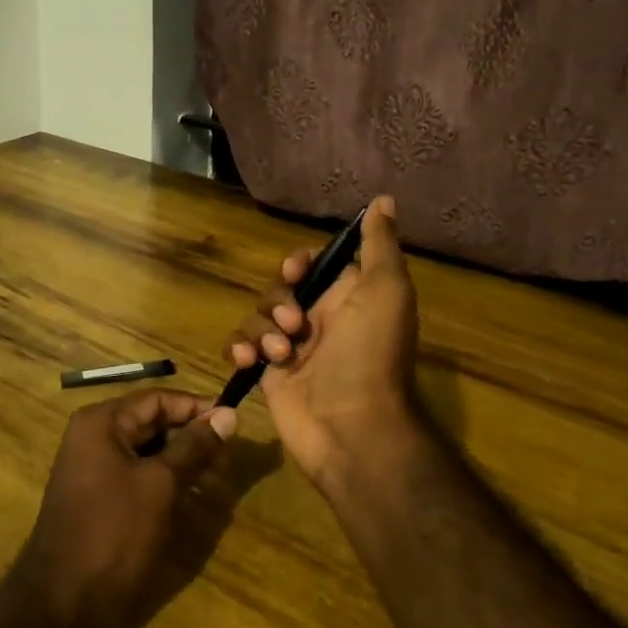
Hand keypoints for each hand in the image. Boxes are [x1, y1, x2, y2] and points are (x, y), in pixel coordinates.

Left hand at [7, 389, 235, 627]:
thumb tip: (228, 415)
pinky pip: (139, 475)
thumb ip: (195, 446)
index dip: (197, 408)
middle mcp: (95, 437)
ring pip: (149, 451)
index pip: (158, 399)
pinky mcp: (100, 498)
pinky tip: (192, 498)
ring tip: (216, 482)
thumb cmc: (114, 532)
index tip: (234, 423)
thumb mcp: (161, 484)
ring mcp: (94, 469)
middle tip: (227, 461)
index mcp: (102, 422)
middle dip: (192, 438)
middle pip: (153, 423)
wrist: (63, 604)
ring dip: (183, 462)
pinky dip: (166, 482)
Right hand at [225, 195, 422, 491]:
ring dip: (263, 329)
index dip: (299, 263)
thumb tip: (384, 199)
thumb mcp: (386, 290)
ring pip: (258, 316)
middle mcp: (320, 319)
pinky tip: (250, 361)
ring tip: (282, 354)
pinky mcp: (268, 374)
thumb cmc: (370, 354)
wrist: (351, 428)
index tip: (296, 271)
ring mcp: (292, 348)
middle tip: (294, 322)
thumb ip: (379, 245)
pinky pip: (242, 346)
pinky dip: (241, 348)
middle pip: (280, 287)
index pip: (314, 265)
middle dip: (278, 299)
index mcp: (348, 298)